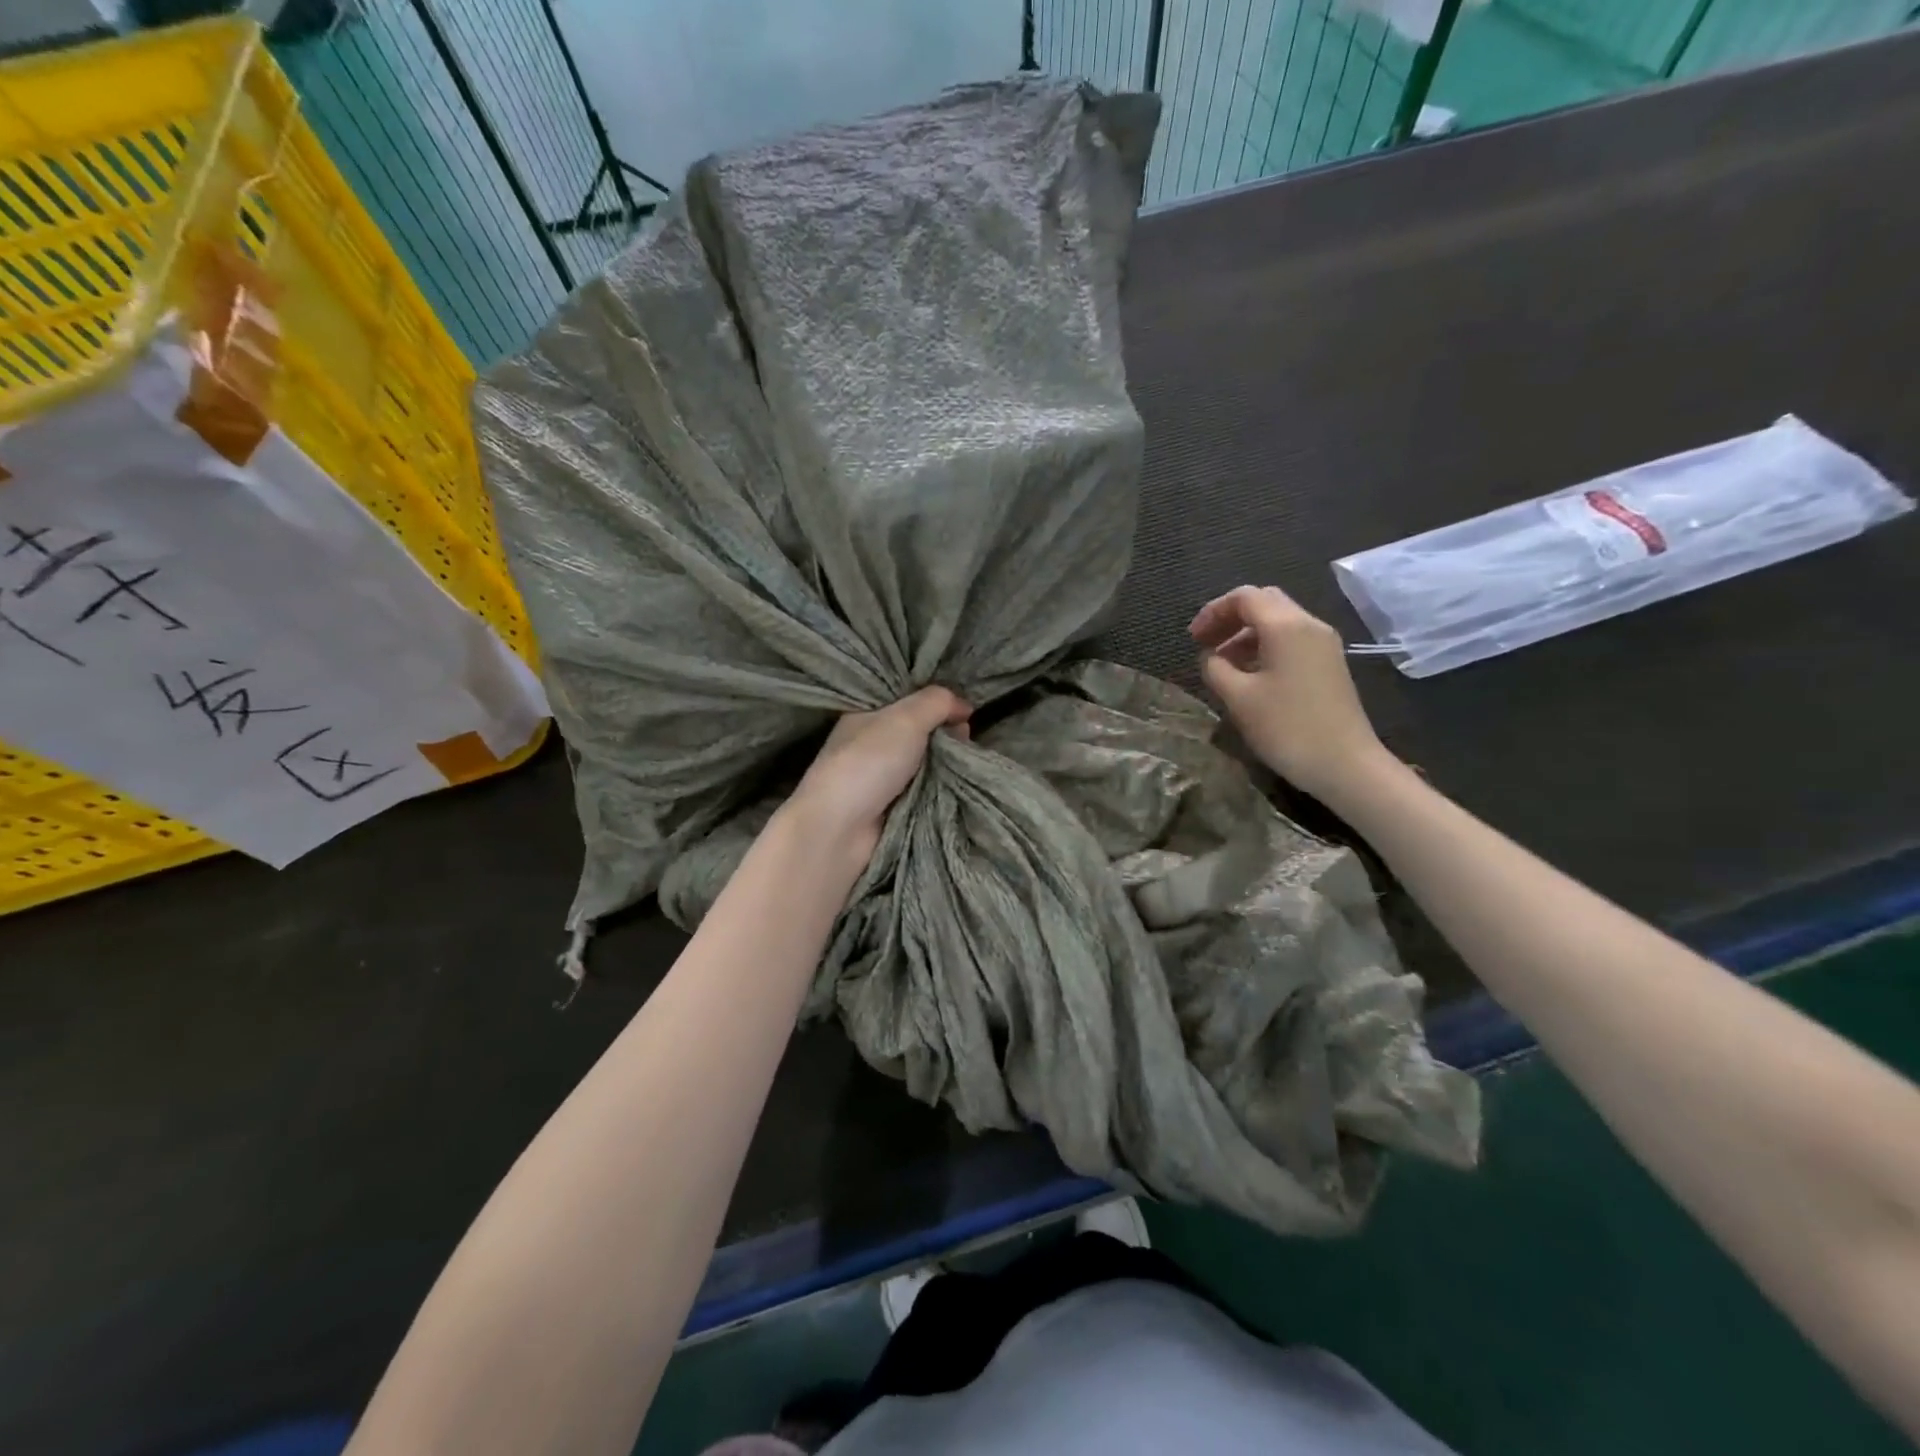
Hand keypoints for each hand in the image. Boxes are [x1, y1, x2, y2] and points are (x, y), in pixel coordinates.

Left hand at [786, 687, 971, 859]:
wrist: (841, 829)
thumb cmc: (868, 763)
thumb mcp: (906, 719)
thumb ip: (937, 702)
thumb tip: (965, 704)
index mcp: (866, 716)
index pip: (907, 700)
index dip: (935, 701)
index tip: (964, 708)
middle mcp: (873, 743)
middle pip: (920, 731)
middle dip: (946, 732)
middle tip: (967, 735)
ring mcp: (882, 777)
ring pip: (926, 762)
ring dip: (948, 762)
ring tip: (969, 760)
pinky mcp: (893, 807)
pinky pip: (927, 789)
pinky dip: (942, 787)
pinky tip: (961, 782)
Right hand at [1190, 585, 1390, 802]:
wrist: (1345, 764)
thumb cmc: (1287, 727)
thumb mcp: (1238, 698)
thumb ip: (1216, 668)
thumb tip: (1210, 656)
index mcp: (1286, 626)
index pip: (1244, 597)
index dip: (1213, 611)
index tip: (1192, 638)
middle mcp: (1309, 625)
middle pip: (1264, 602)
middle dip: (1230, 618)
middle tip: (1205, 643)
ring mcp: (1323, 645)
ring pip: (1278, 622)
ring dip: (1246, 634)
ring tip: (1222, 664)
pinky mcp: (1328, 664)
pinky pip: (1291, 640)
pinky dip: (1264, 647)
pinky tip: (1249, 675)